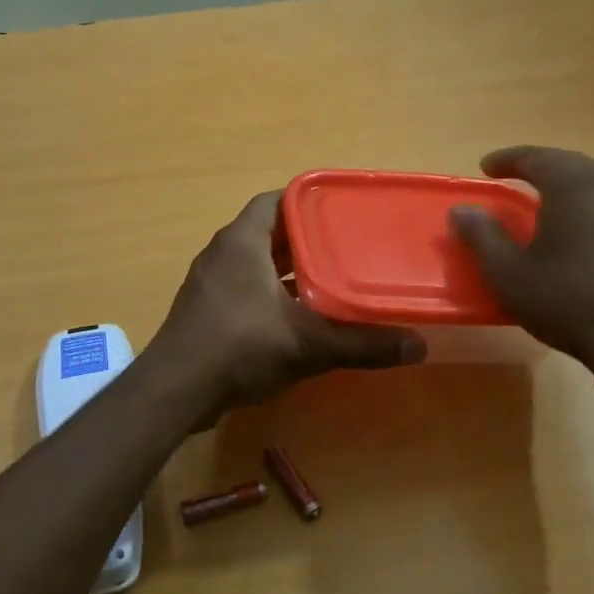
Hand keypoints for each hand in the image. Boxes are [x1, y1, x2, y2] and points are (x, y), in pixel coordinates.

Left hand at [150, 191, 425, 416]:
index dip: (309, 201)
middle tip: (347, 247)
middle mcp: (222, 253)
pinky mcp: (205, 311)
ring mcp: (209, 283)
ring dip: (288, 269)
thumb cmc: (239, 348)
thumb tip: (418, 346)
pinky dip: (271, 294)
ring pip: (256, 263)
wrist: (175, 392)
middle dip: (306, 239)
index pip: (276, 201)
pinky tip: (298, 316)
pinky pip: (244, 288)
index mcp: (242, 241)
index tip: (342, 212)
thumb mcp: (307, 344)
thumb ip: (362, 344)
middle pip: (269, 232)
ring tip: (330, 279)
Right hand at [449, 146, 593, 370]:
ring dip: (563, 185)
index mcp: (573, 186)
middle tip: (513, 176)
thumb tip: (461, 210)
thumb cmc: (566, 298)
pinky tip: (571, 228)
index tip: (485, 167)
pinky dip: (581, 205)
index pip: (535, 157)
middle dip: (538, 166)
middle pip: (568, 163)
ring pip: (591, 183)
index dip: (507, 159)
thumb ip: (482, 236)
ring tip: (539, 200)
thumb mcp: (509, 273)